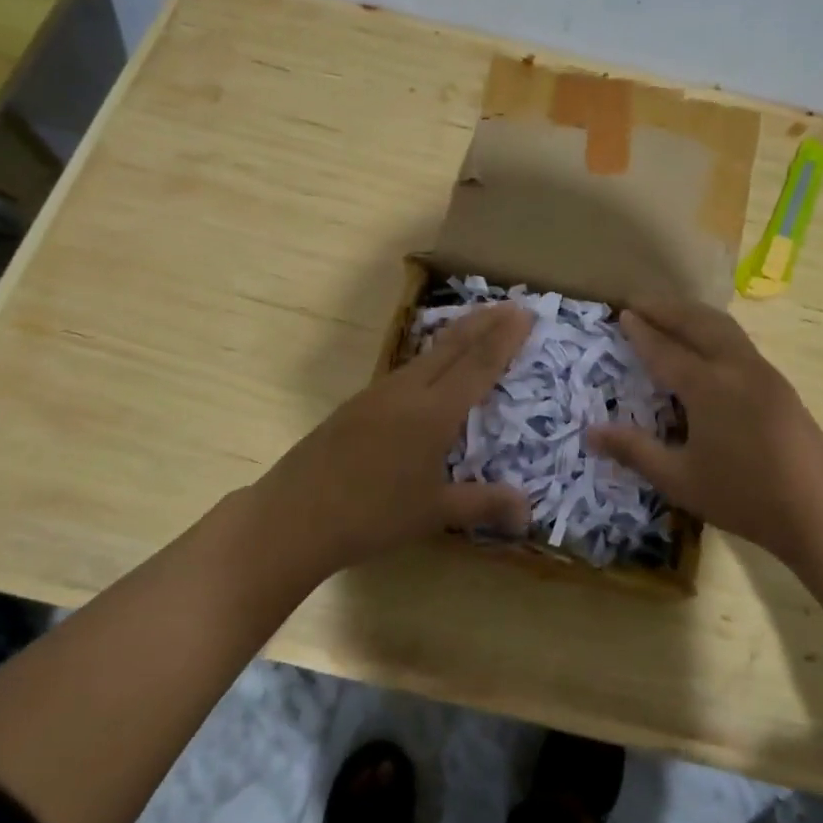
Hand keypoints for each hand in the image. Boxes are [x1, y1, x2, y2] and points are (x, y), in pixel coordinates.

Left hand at [246, 304, 534, 576]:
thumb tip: (529, 512)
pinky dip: (430, 358)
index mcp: (433, 413)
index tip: (525, 313)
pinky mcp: (356, 405)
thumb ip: (483, 504)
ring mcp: (377, 394)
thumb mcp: (434, 513)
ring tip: (475, 327)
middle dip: (484, 322)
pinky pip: (405, 370)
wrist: (293, 518)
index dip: (504, 338)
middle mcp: (407, 392)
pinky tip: (428, 370)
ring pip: (425, 354)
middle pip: (451, 346)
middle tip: (510, 305)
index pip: (477, 365)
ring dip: (455, 336)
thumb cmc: (372, 516)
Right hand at [587, 299, 822, 566]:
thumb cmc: (743, 497)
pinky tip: (709, 343)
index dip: (642, 332)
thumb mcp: (679, 479)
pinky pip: (739, 341)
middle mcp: (736, 368)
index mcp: (708, 387)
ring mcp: (763, 373)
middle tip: (640, 300)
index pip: (666, 350)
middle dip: (668, 309)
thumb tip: (590, 432)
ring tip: (671, 311)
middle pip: (698, 324)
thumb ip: (635, 451)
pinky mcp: (780, 385)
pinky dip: (715, 329)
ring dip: (693, 314)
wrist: (819, 511)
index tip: (623, 313)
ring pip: (724, 327)